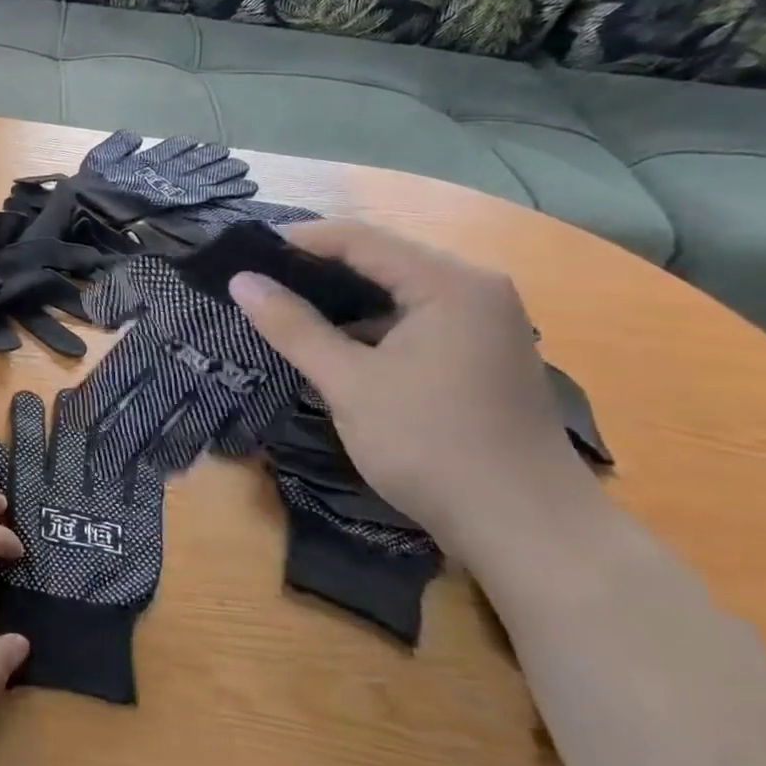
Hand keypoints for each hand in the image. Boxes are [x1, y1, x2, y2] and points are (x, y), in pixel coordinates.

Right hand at [230, 221, 598, 562]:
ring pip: (396, 292)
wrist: (524, 526)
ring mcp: (483, 322)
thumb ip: (293, 326)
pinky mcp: (480, 352)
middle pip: (382, 259)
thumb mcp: (349, 383)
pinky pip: (413, 319)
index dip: (299, 241)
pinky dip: (370, 326)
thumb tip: (241, 281)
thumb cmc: (430, 445)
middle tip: (258, 283)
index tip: (245, 255)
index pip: (360, 238)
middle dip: (317, 269)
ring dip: (342, 300)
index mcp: (450, 284)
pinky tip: (333, 346)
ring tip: (284, 310)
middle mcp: (474, 289)